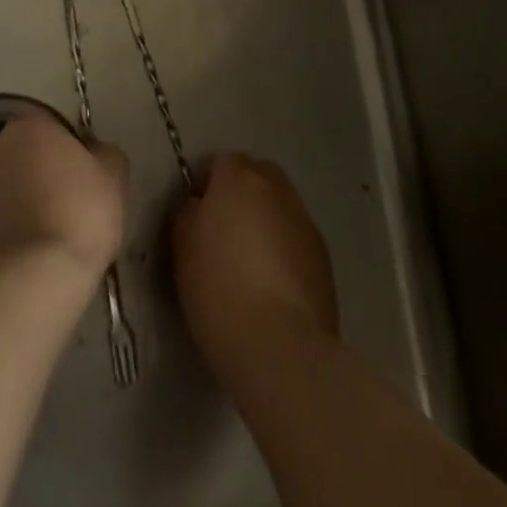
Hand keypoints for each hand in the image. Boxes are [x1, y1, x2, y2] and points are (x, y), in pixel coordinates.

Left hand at [0, 111, 126, 278]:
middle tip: (79, 203)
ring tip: (61, 232)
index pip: (58, 128)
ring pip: (19, 186)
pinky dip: (22, 227)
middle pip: (34, 155)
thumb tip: (96, 154)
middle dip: (53, 173)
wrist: (34, 274)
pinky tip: (42, 250)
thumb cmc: (79, 210)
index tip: (93, 179)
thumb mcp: (114, 174)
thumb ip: (106, 154)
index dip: (78, 152)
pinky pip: (8, 216)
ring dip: (36, 200)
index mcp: (30, 125)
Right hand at [172, 154, 338, 374]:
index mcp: (240, 179)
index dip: (206, 184)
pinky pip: (297, 238)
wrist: (278, 344)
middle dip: (241, 193)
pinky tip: (272, 283)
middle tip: (223, 230)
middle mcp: (278, 190)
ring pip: (280, 206)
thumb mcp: (182, 244)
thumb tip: (201, 206)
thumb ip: (190, 212)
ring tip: (249, 260)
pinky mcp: (324, 257)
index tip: (196, 214)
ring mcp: (306, 222)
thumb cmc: (217, 287)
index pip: (221, 162)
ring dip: (265, 220)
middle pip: (258, 175)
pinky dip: (284, 248)